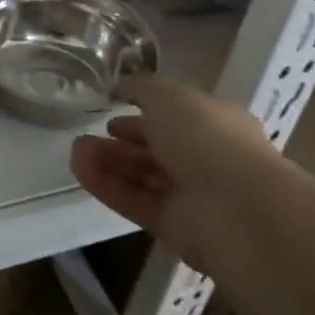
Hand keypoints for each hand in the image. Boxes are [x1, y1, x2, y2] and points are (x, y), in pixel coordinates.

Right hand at [68, 74, 289, 275]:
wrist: (239, 210)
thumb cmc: (207, 137)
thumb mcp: (167, 94)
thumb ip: (139, 88)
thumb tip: (118, 86)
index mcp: (215, 123)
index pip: (175, 115)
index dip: (144, 110)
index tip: (112, 107)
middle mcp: (206, 159)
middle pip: (156, 148)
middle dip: (121, 140)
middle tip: (86, 134)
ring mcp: (191, 196)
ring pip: (142, 175)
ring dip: (108, 162)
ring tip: (75, 151)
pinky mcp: (174, 227)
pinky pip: (135, 202)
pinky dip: (107, 185)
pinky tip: (80, 169)